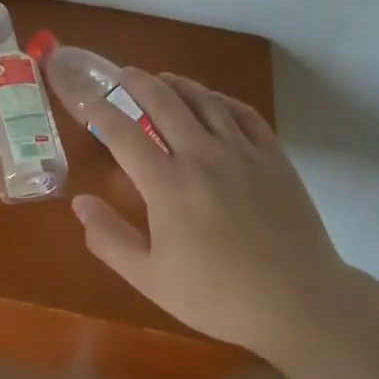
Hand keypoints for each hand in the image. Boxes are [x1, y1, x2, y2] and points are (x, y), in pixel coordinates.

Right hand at [70, 69, 347, 360]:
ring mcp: (242, 151)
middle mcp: (202, 155)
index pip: (122, 133)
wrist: (299, 303)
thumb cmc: (219, 297)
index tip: (85, 99)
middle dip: (137, 82)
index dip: (99, 110)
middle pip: (163, 101)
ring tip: (162, 79)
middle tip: (122, 75)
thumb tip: (80, 201)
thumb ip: (109, 239)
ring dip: (178, 84)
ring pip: (204, 99)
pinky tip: (212, 101)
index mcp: (167, 185)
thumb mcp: (151, 279)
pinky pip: (243, 113)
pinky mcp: (273, 156)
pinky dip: (221, 99)